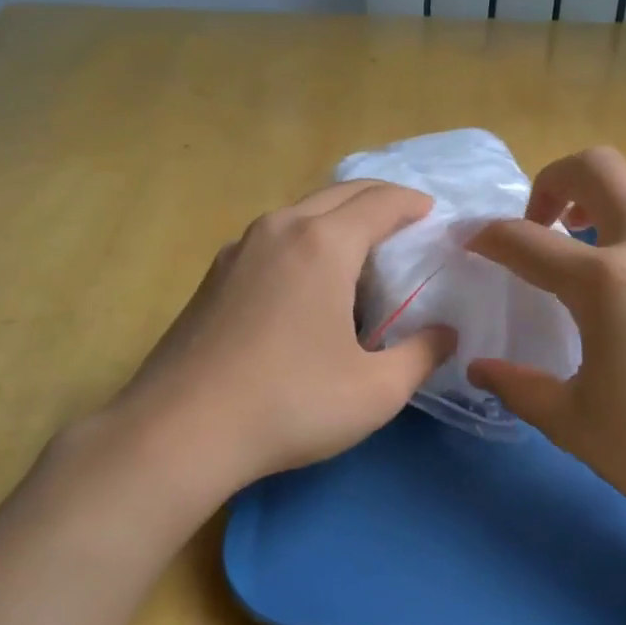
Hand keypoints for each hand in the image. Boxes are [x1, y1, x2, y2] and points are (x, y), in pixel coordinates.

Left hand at [98, 181, 455, 507]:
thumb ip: (422, 355)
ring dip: (339, 218)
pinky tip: (308, 282)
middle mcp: (280, 229)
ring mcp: (239, 248)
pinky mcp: (215, 274)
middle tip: (406, 225)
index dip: (412, 203)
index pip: (380, 201)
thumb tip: (446, 335)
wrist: (179, 431)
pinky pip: (274, 237)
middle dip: (379, 200)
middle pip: (341, 194)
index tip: (433, 214)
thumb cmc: (288, 404)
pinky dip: (305, 239)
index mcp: (323, 244)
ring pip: (302, 212)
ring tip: (361, 252)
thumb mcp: (375, 391)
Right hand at [467, 148, 625, 544]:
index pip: (526, 240)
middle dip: (552, 180)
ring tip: (588, 235)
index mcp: (606, 283)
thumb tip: (478, 368)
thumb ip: (518, 386)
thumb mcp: (574, 424)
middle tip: (539, 224)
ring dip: (605, 188)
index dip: (486, 237)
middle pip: (597, 166)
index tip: (469, 243)